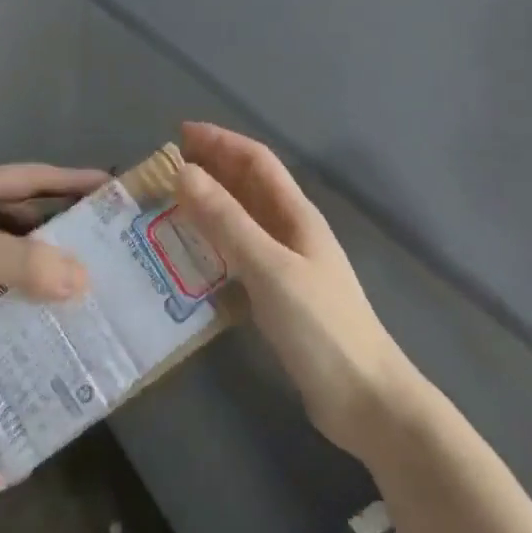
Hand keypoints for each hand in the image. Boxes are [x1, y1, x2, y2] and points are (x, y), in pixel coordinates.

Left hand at [0, 163, 104, 343]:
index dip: (72, 181)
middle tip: (101, 255)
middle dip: (58, 232)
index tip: (112, 191)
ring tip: (71, 293)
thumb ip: (18, 262)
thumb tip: (83, 278)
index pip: (32, 178)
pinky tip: (19, 320)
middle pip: (18, 216)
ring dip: (29, 268)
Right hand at [175, 122, 418, 461]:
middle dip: (212, 168)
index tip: (181, 133)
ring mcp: (287, 264)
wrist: (365, 399)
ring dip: (210, 205)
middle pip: (249, 186)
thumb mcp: (269, 267)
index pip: (257, 161)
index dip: (221, 141)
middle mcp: (292, 232)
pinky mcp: (278, 295)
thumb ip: (227, 221)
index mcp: (297, 215)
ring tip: (170, 205)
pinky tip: (191, 255)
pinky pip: (239, 254)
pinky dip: (214, 243)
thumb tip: (185, 172)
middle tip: (167, 168)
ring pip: (243, 220)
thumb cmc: (320, 326)